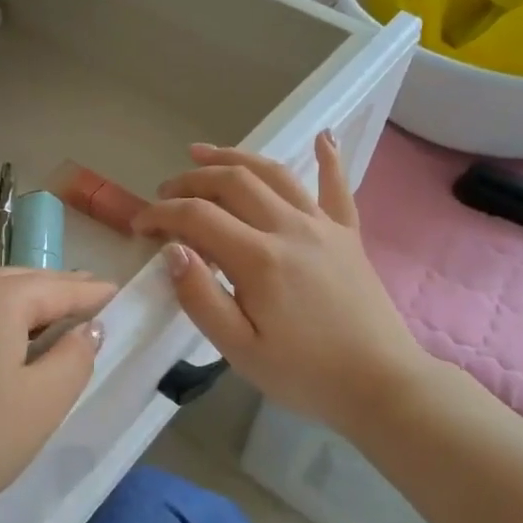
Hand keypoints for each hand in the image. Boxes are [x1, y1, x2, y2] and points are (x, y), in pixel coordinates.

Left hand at [0, 268, 113, 522]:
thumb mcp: (41, 405)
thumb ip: (75, 359)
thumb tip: (88, 329)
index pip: (58, 286)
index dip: (93, 293)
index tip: (120, 296)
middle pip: (21, 282)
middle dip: (58, 291)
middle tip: (90, 305)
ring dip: (24, 306)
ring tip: (50, 325)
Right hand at [132, 133, 431, 438]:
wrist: (382, 386)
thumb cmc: (305, 375)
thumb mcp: (240, 350)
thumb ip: (201, 298)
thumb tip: (171, 251)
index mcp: (259, 258)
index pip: (197, 217)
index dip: (161, 215)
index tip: (140, 228)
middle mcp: (290, 228)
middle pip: (232, 182)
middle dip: (190, 181)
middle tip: (165, 193)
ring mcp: (324, 226)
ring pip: (274, 173)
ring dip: (235, 157)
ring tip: (203, 153)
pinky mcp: (349, 234)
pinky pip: (337, 188)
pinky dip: (329, 158)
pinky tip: (324, 135)